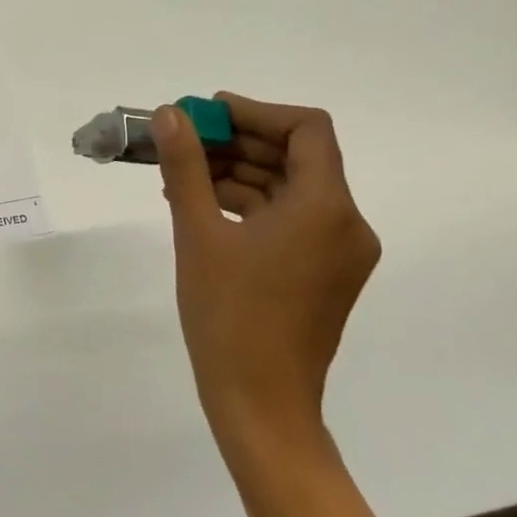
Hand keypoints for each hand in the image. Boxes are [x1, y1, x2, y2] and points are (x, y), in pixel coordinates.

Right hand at [154, 93, 379, 457]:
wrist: (260, 405)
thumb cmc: (229, 315)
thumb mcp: (198, 233)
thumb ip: (185, 166)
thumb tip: (170, 114)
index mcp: (326, 208)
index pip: (306, 129)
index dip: (256, 112)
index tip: (207, 114)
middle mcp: (345, 223)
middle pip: (296, 156)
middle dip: (238, 141)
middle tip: (184, 139)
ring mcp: (337, 251)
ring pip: (288, 188)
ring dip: (238, 172)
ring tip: (180, 173)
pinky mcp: (322, 272)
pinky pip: (288, 218)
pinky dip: (248, 204)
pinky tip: (200, 204)